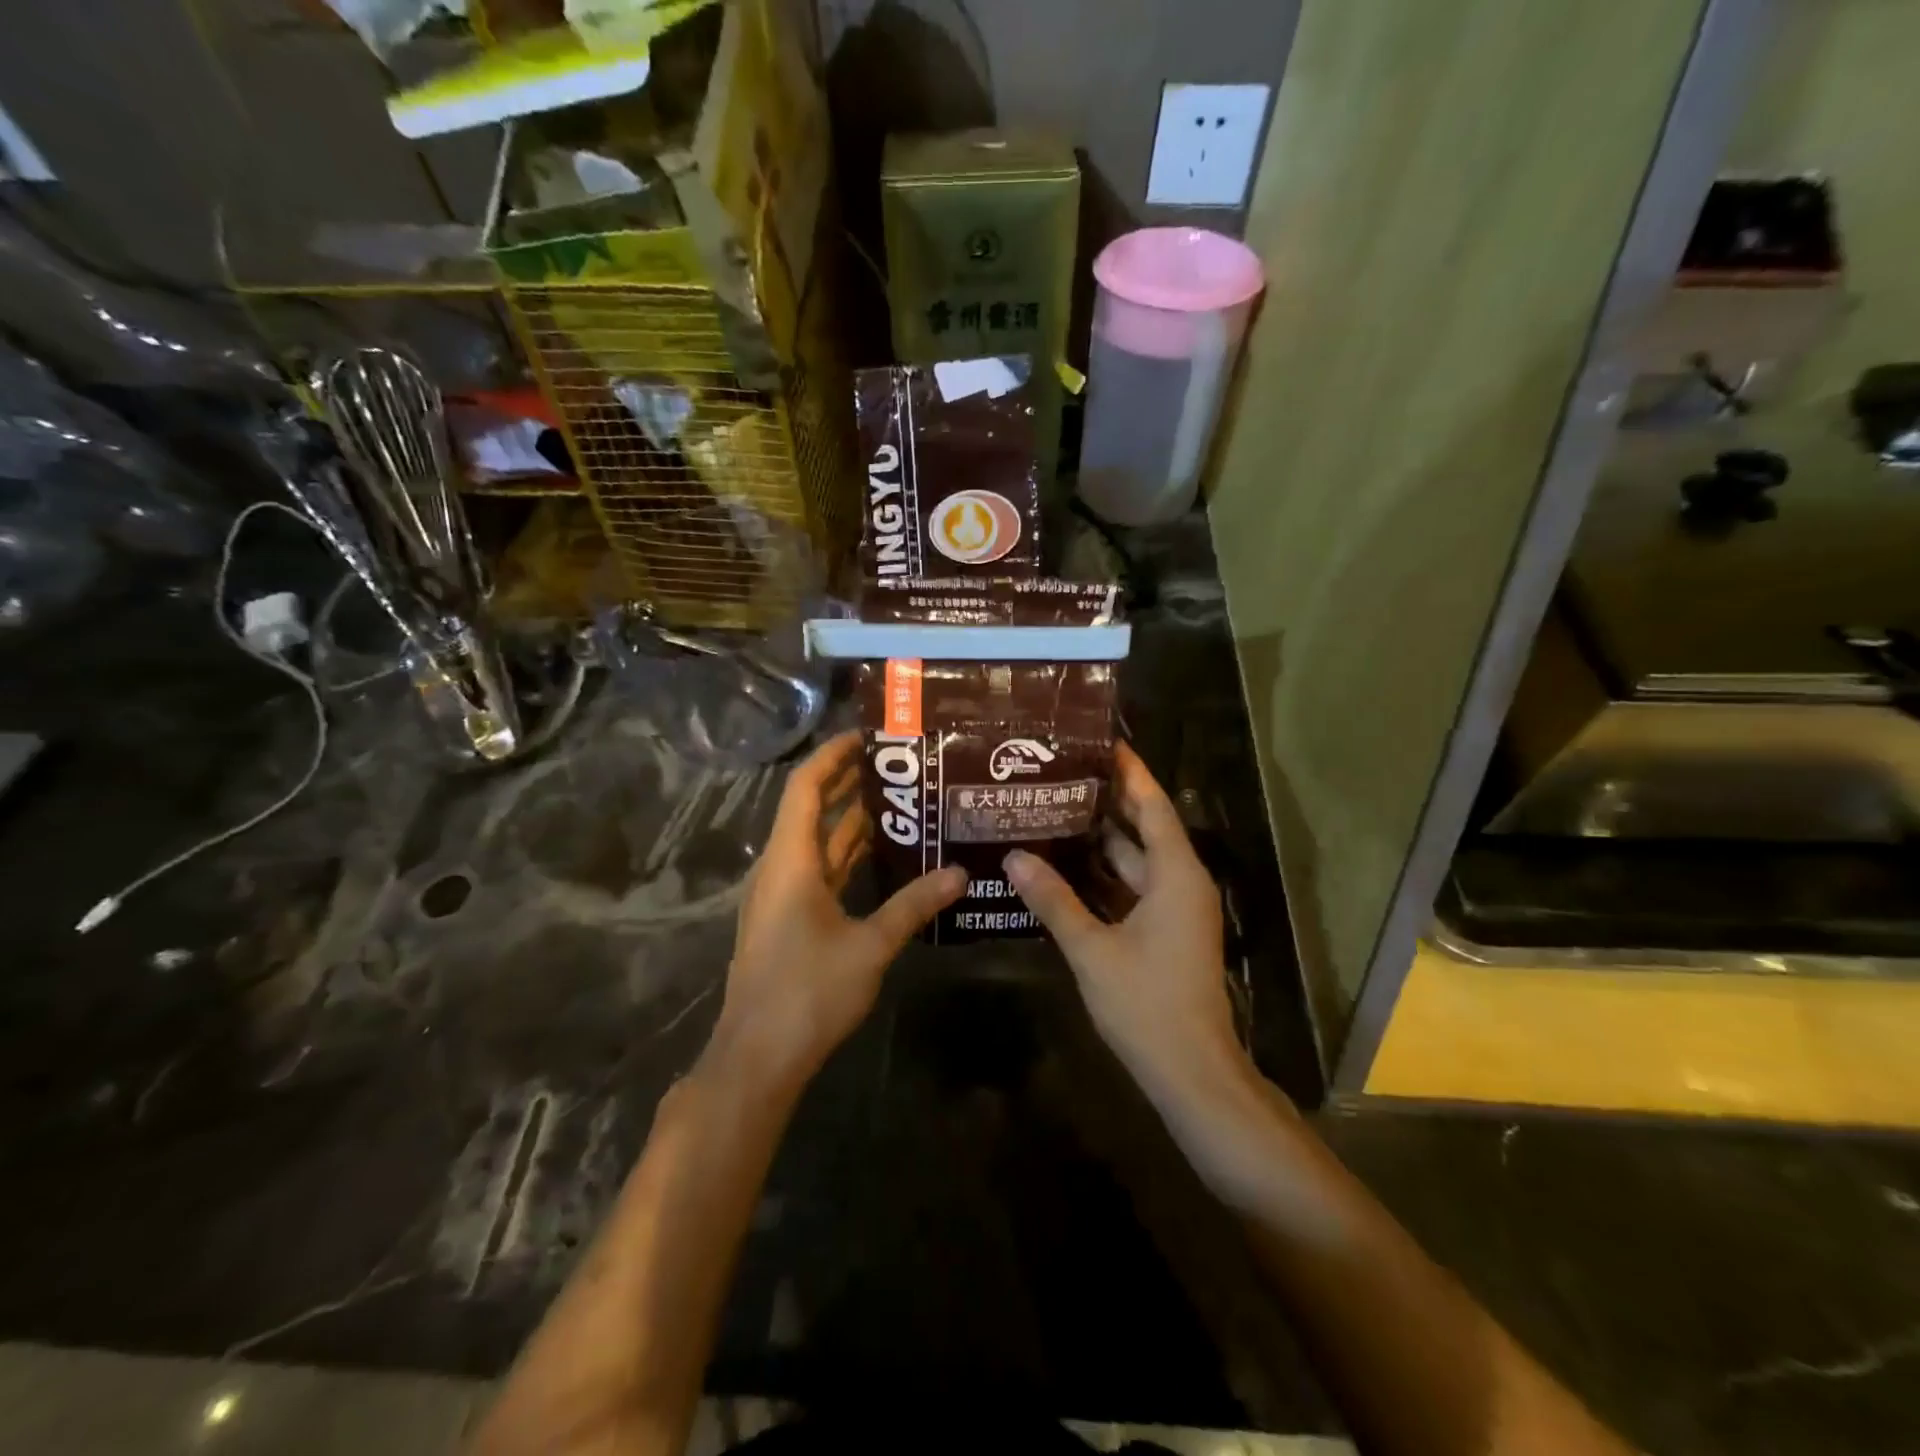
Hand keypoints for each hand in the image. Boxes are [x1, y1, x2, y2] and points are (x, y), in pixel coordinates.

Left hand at [711, 731, 964, 1091]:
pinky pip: (817, 872)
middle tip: (894, 764)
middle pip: (810, 810)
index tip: (866, 736)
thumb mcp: (870, 946)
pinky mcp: (786, 921)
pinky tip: (879, 858)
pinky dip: (845, 857)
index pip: (806, 787)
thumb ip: (914, 905)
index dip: (832, 756)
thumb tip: (959, 873)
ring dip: (848, 821)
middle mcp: (779, 869)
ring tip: (896, 801)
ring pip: (815, 844)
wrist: (757, 1058)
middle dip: (846, 783)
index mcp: (790, 861)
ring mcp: (780, 897)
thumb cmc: (808, 992)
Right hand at [1004, 743, 1245, 1103]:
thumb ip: (1053, 900)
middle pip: (1144, 828)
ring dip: (1101, 839)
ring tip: (1055, 810)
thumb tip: (1014, 857)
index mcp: (1175, 875)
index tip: (1101, 742)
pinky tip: (1066, 866)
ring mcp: (1176, 910)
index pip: (1152, 806)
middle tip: (1062, 772)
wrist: (1192, 1073)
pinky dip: (1104, 875)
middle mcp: (1181, 883)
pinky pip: (1133, 888)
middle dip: (1107, 801)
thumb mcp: (1093, 950)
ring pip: (1136, 860)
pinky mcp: (1166, 932)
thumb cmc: (1148, 1005)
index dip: (1130, 773)